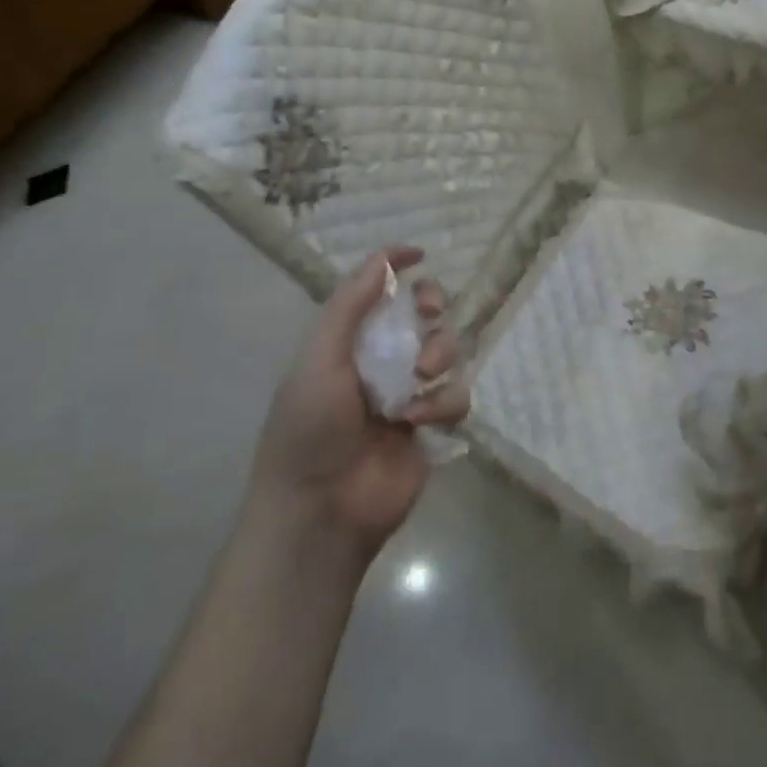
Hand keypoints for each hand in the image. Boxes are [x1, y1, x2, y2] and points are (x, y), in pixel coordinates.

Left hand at [248, 247, 467, 555]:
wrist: (321, 512)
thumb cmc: (310, 430)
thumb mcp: (319, 360)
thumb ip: (350, 307)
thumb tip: (383, 260)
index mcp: (348, 342)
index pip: (377, 292)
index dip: (396, 268)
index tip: (420, 254)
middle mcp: (382, 361)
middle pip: (423, 314)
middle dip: (432, 305)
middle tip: (430, 313)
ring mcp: (409, 392)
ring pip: (447, 350)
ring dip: (440, 354)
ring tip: (421, 378)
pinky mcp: (432, 424)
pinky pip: (456, 394)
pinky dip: (443, 402)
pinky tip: (419, 421)